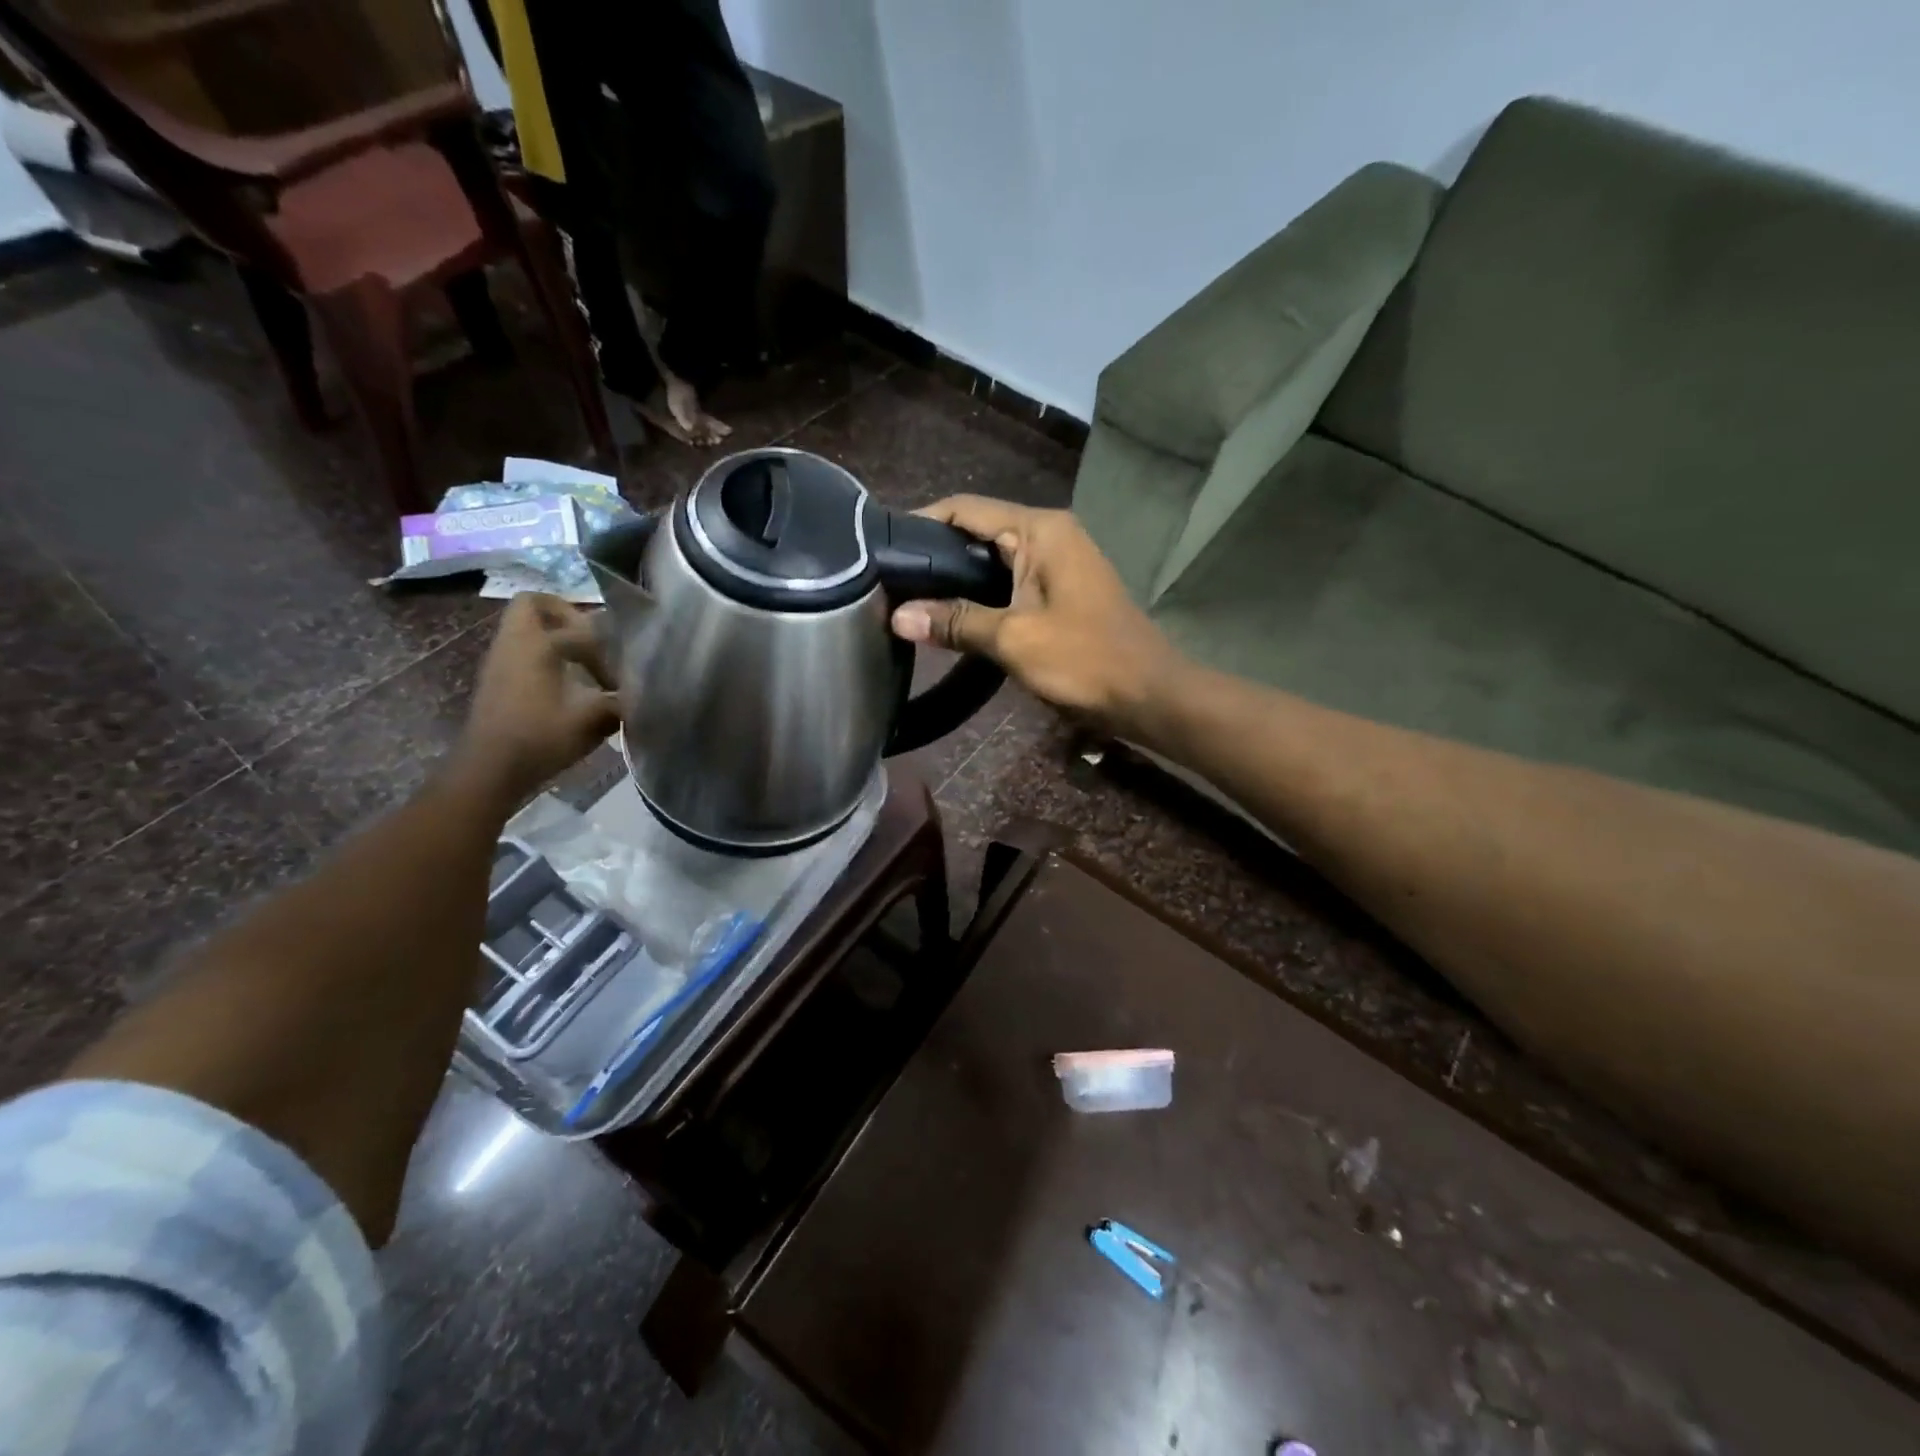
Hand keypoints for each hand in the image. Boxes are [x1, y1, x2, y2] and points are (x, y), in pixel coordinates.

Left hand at [451, 593, 620, 808]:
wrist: (489, 771)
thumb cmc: (540, 739)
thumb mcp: (592, 721)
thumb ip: (621, 701)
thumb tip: (643, 694)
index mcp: (537, 644)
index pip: (581, 628)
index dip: (608, 649)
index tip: (620, 675)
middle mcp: (514, 643)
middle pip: (535, 605)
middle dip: (566, 615)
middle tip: (593, 639)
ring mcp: (500, 660)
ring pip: (526, 628)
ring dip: (556, 637)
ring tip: (585, 665)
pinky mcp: (497, 680)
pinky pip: (522, 650)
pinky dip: (545, 656)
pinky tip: (567, 686)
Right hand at [889, 496, 1183, 738]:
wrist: (1148, 695)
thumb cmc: (1084, 659)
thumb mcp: (1014, 639)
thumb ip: (956, 621)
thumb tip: (897, 616)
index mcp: (1040, 530)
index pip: (966, 509)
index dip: (921, 523)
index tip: (881, 549)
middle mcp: (1049, 535)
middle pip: (978, 532)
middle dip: (935, 555)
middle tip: (889, 582)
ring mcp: (1058, 563)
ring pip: (992, 561)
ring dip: (956, 579)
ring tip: (909, 600)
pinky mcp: (1060, 591)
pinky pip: (1009, 583)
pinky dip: (980, 596)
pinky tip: (952, 618)